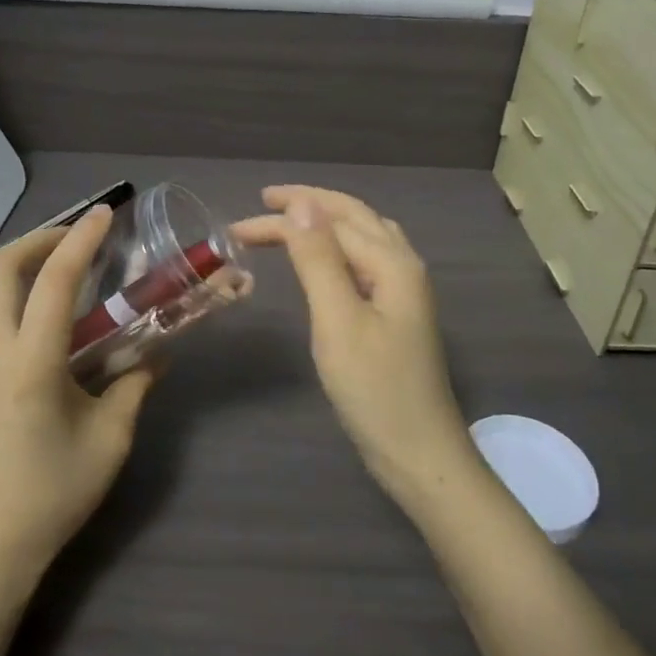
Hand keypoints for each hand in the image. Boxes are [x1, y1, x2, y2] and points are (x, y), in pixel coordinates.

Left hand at [0, 206, 155, 584]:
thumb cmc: (53, 492)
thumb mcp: (111, 439)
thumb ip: (136, 385)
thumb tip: (159, 352)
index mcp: (31, 365)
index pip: (57, 281)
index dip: (81, 240)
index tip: (102, 215)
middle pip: (4, 270)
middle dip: (40, 241)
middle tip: (71, 240)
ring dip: (0, 258)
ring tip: (29, 255)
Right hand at [235, 186, 474, 505]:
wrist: (419, 453)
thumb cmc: (374, 389)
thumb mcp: (338, 321)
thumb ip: (319, 259)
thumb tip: (301, 205)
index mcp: (393, 262)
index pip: (330, 222)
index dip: (284, 218)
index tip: (237, 226)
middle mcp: (404, 265)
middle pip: (354, 217)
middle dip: (308, 205)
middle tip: (263, 202)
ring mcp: (405, 290)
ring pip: (364, 236)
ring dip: (326, 221)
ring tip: (291, 219)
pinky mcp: (397, 313)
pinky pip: (366, 261)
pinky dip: (338, 247)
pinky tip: (325, 259)